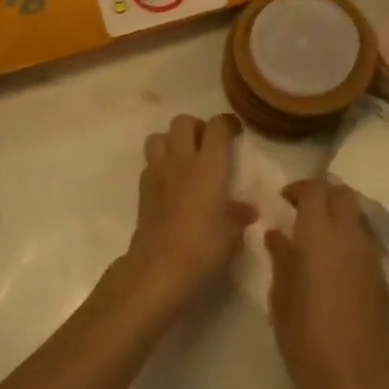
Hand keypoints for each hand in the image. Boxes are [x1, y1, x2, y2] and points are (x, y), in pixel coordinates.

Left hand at [121, 113, 256, 317]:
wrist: (159, 268)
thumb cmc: (203, 248)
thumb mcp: (232, 236)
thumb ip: (238, 216)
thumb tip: (246, 210)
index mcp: (209, 165)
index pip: (216, 126)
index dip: (227, 123)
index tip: (235, 132)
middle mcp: (182, 160)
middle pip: (183, 121)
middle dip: (196, 127)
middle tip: (207, 144)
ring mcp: (158, 171)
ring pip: (159, 136)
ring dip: (172, 141)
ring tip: (184, 158)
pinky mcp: (142, 188)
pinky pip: (150, 162)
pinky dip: (160, 164)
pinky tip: (170, 183)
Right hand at [266, 178, 388, 388]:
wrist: (355, 381)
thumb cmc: (306, 337)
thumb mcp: (280, 297)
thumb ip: (280, 258)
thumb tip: (277, 235)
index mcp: (318, 234)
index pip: (314, 189)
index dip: (298, 188)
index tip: (284, 200)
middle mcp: (349, 236)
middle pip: (343, 195)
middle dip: (324, 196)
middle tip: (303, 213)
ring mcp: (370, 257)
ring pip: (358, 217)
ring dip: (340, 217)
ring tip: (320, 239)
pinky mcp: (383, 280)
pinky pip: (367, 244)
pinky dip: (352, 242)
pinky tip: (337, 268)